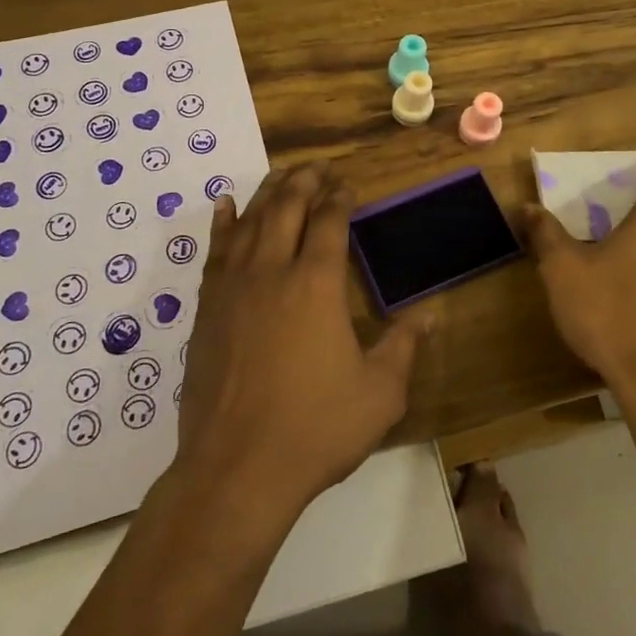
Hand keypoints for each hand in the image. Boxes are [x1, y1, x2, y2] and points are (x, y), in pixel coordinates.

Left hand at [174, 163, 425, 516]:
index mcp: (317, 284)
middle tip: (317, 167)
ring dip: (268, 192)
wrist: (236, 469)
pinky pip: (214, 251)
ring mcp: (233, 287)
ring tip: (282, 175)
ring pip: (250, 221)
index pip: (329, 222)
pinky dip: (222, 223)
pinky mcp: (206, 308)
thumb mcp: (379, 393)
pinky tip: (225, 205)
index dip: (340, 198)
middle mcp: (272, 271)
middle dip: (305, 181)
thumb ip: (403, 346)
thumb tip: (429, 314)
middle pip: (287, 207)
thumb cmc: (315, 429)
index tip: (348, 185)